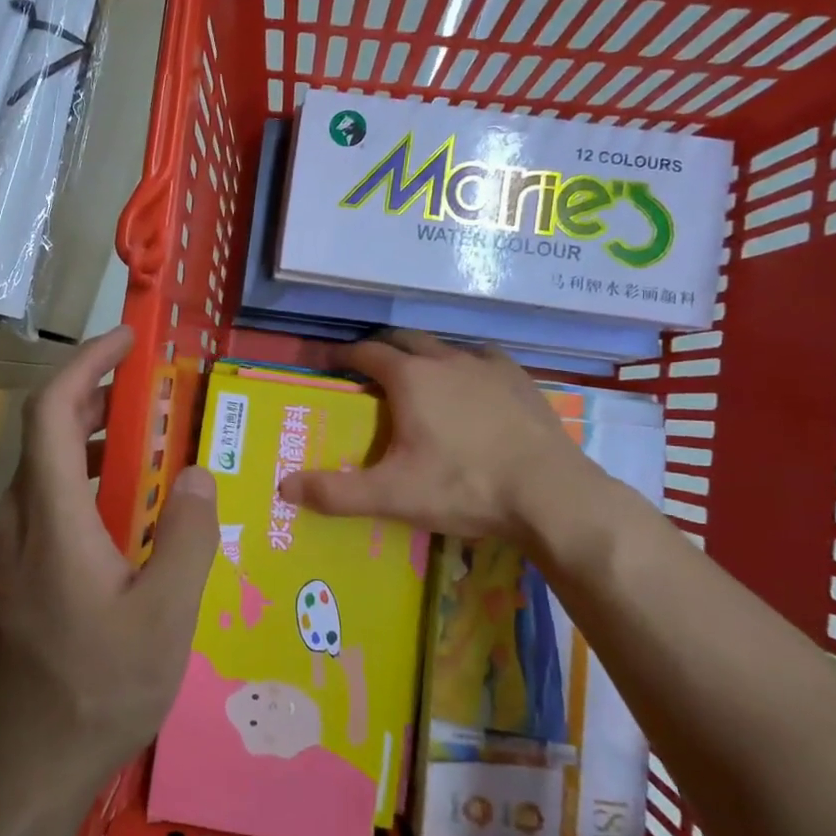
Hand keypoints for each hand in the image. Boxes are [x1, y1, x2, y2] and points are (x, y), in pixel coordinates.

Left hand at [0, 327, 218, 801]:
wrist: (17, 772)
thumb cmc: (95, 691)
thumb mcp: (165, 618)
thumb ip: (189, 537)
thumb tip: (199, 474)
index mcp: (49, 516)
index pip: (53, 409)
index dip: (87, 362)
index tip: (127, 341)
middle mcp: (16, 520)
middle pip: (46, 432)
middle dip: (96, 397)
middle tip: (150, 393)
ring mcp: (4, 550)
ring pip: (45, 470)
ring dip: (91, 443)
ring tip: (148, 452)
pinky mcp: (8, 576)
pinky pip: (44, 506)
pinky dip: (83, 484)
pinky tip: (124, 519)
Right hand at [278, 331, 613, 548]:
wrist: (551, 494)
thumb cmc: (464, 488)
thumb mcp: (393, 495)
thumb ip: (336, 492)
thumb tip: (284, 487)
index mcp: (410, 379)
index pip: (366, 352)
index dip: (342, 354)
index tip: (328, 362)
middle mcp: (445, 360)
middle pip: (404, 340)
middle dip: (381, 349)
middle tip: (368, 370)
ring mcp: (487, 366)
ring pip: (444, 347)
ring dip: (423, 355)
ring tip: (417, 378)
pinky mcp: (520, 379)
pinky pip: (482, 359)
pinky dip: (465, 365)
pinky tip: (471, 385)